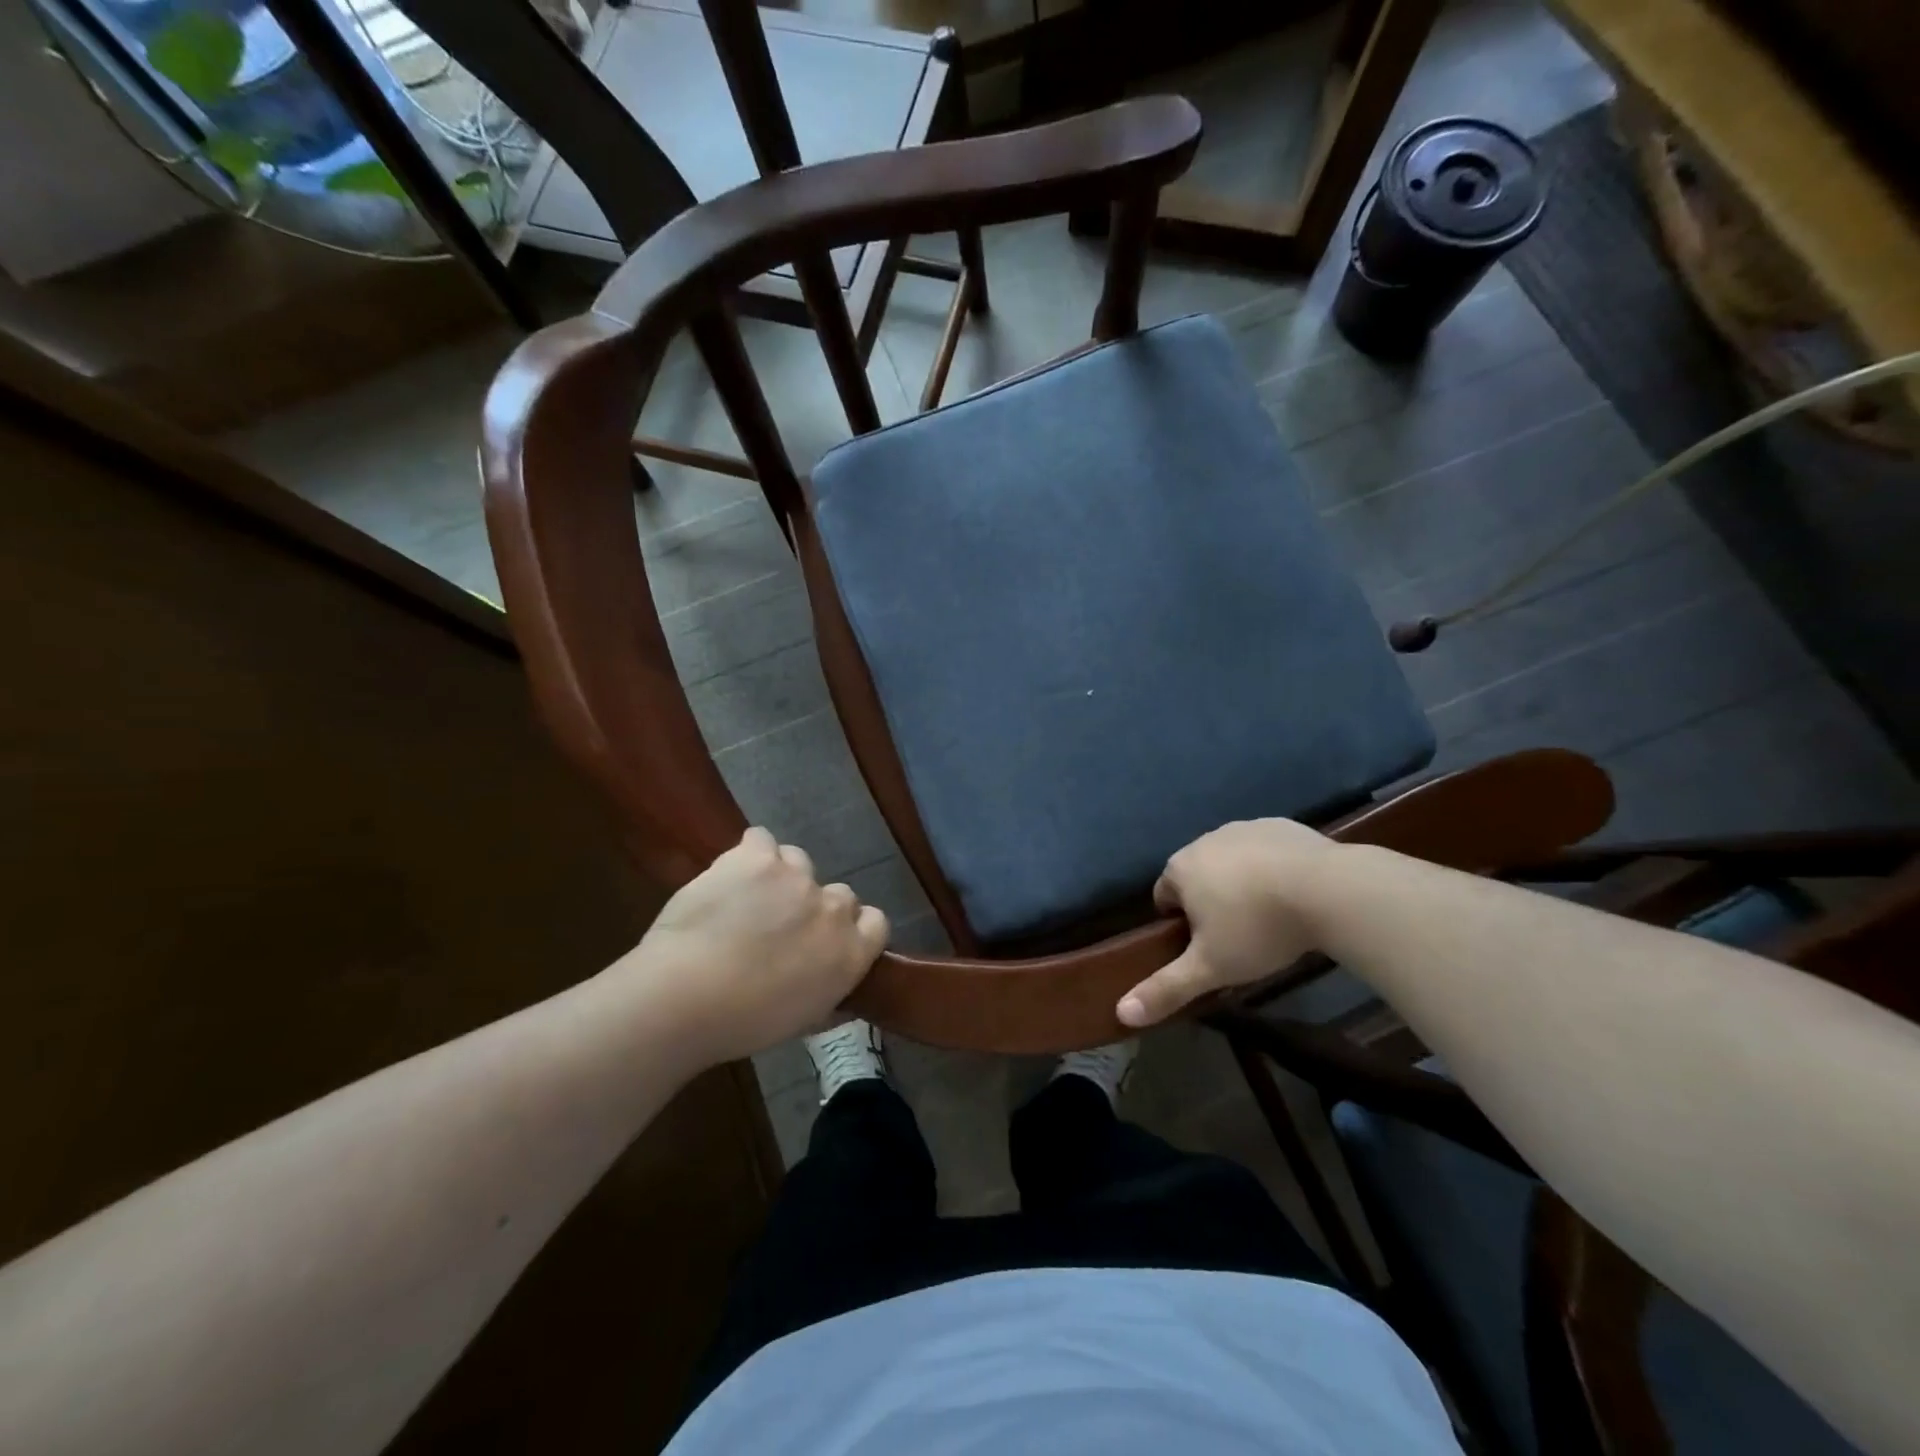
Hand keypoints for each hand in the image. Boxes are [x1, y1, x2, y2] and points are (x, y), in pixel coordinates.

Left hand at [624, 828, 887, 1063]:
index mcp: (851, 952)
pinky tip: (730, 875)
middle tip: (778, 927)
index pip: (874, 922)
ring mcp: (796, 876)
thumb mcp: (802, 1019)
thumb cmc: (742, 1023)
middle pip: (837, 893)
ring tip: (747, 899)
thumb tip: (829, 978)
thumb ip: (827, 988)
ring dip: (780, 878)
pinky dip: (749, 854)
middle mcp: (833, 908)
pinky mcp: (756, 856)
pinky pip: (761, 840)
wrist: (684, 996)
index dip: (850, 927)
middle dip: (812, 906)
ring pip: (798, 862)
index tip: (824, 940)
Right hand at [1117, 819, 1337, 1028]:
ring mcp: (1245, 828)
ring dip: (1242, 883)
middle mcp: (1205, 839)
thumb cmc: (1258, 929)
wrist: (1329, 890)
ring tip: (1271, 916)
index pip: (1164, 897)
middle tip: (1240, 937)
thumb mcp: (1210, 968)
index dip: (1181, 926)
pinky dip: (1273, 867)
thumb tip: (1122, 1012)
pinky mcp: (1282, 825)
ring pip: (1233, 861)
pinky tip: (1295, 893)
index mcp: (1181, 868)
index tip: (1207, 948)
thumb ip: (1166, 989)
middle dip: (1211, 902)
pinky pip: (1267, 849)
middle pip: (1198, 876)